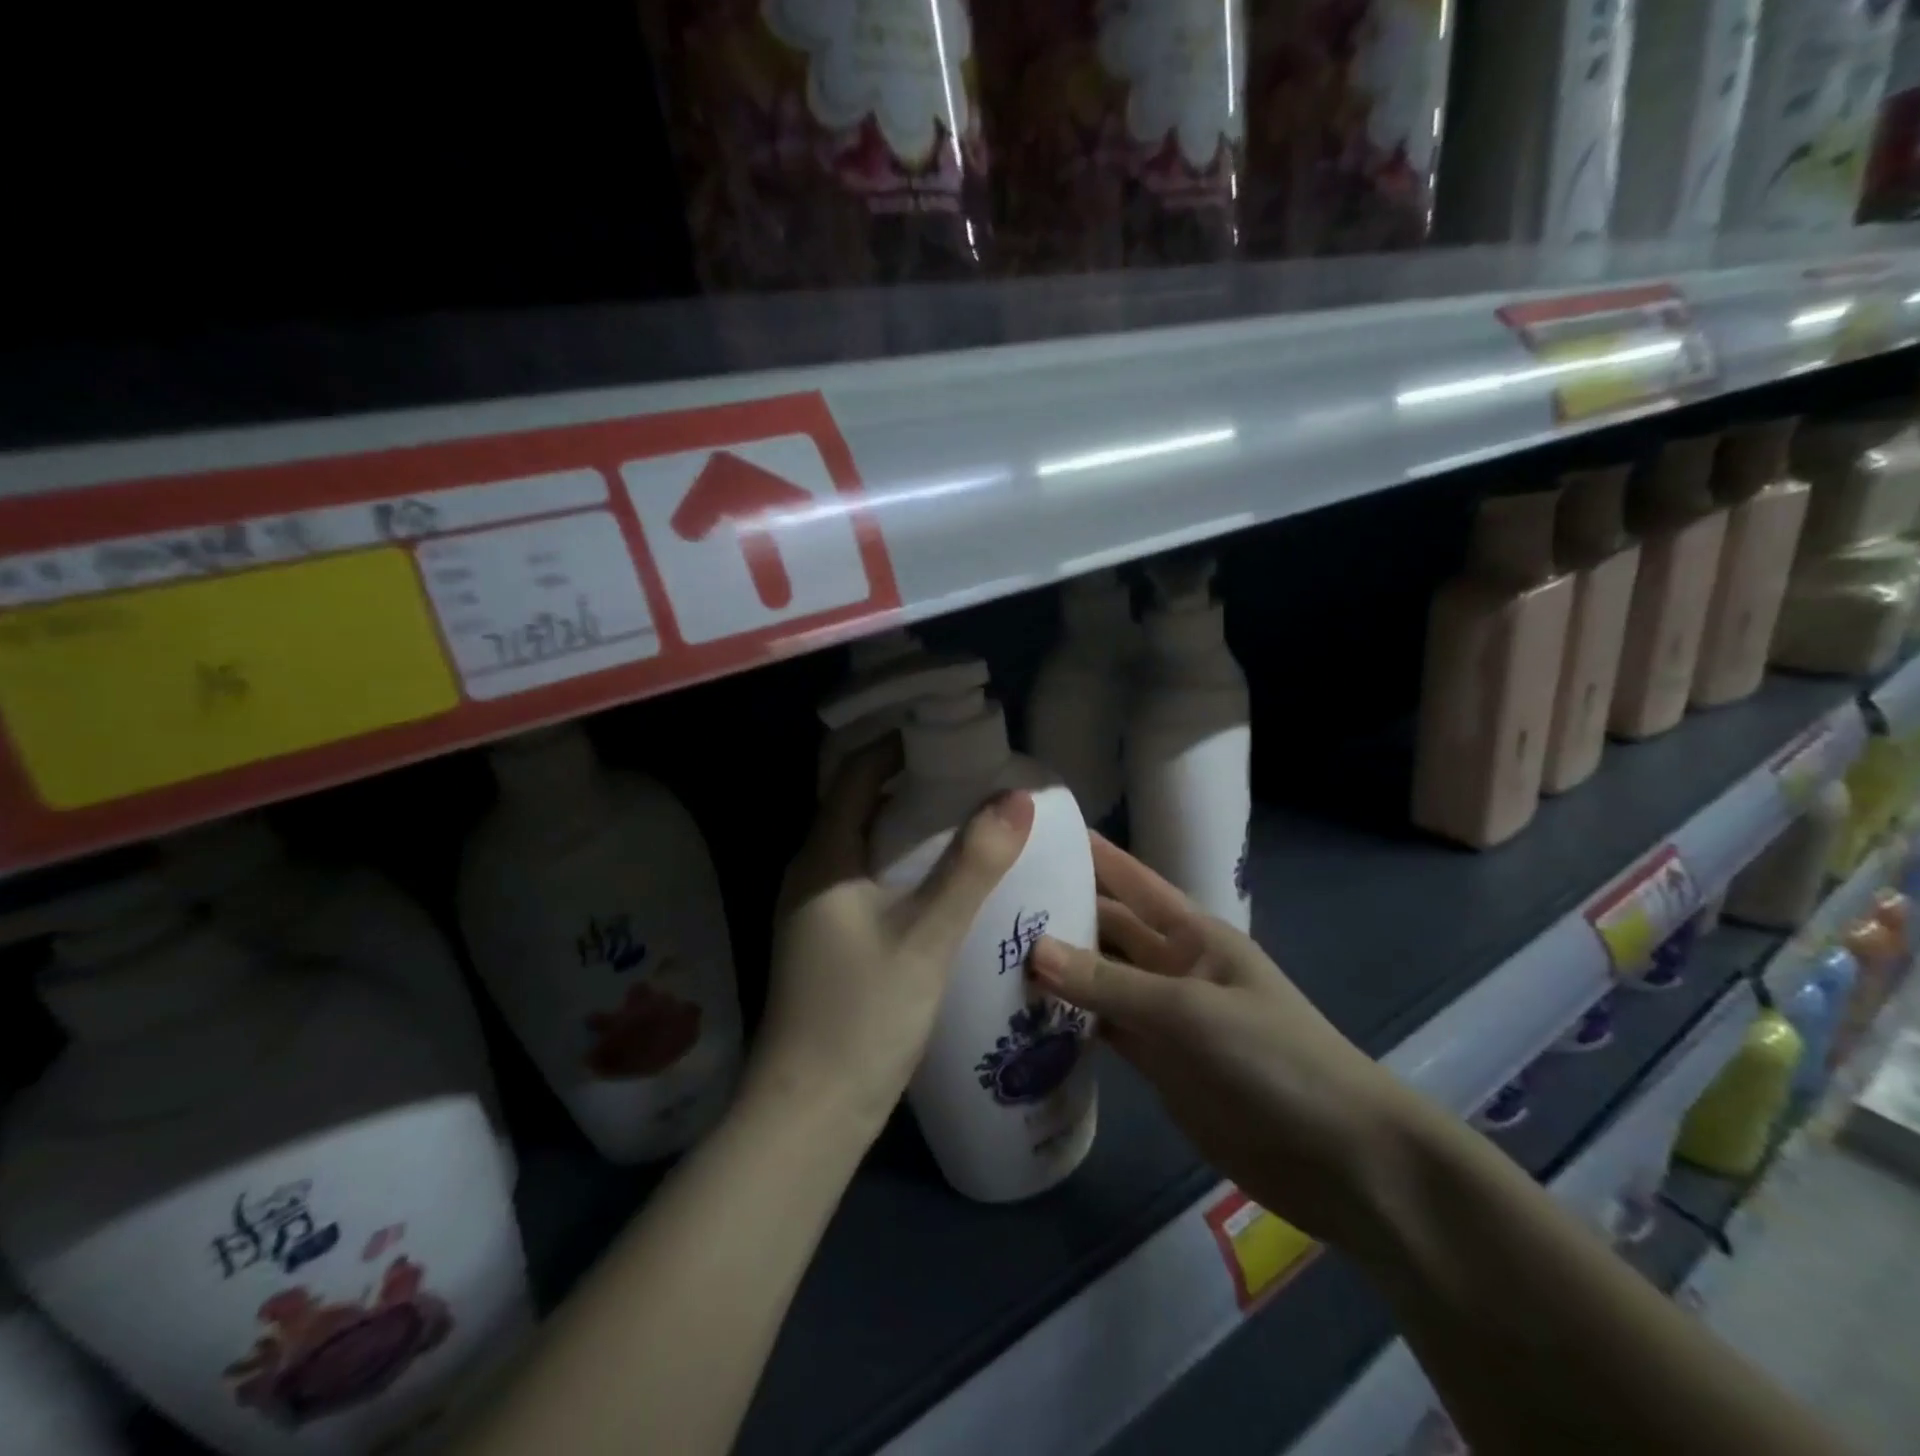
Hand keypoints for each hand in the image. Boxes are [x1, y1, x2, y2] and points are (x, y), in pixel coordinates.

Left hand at [751, 739, 1033, 1137]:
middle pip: (859, 805)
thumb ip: (972, 865)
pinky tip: (939, 879)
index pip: (857, 774)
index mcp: (823, 857)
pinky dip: (901, 862)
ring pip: (864, 844)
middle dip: (911, 782)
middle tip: (970, 772)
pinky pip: (866, 878)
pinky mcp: (828, 940)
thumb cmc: (863, 1015)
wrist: (810, 1113)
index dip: (899, 745)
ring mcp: (815, 909)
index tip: (949, 732)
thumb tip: (1015, 796)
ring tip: (964, 815)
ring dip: (907, 824)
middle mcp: (810, 873)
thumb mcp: (927, 935)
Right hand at [1030, 834, 1417, 1239]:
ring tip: (990, 956)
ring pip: (1097, 980)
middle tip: (990, 902)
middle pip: (1105, 928)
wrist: (1337, 1158)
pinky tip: (1022, 1018)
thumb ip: (1110, 984)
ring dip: (1056, 970)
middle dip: (1057, 912)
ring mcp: (1162, 1015)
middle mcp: (1171, 964)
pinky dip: (1067, 1024)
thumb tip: (1033, 949)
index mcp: (1191, 932)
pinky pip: (1102, 1030)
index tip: (1035, 830)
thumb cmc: (1274, 1059)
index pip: (1129, 878)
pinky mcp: (1156, 1063)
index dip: (1089, 852)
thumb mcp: (1189, 1012)